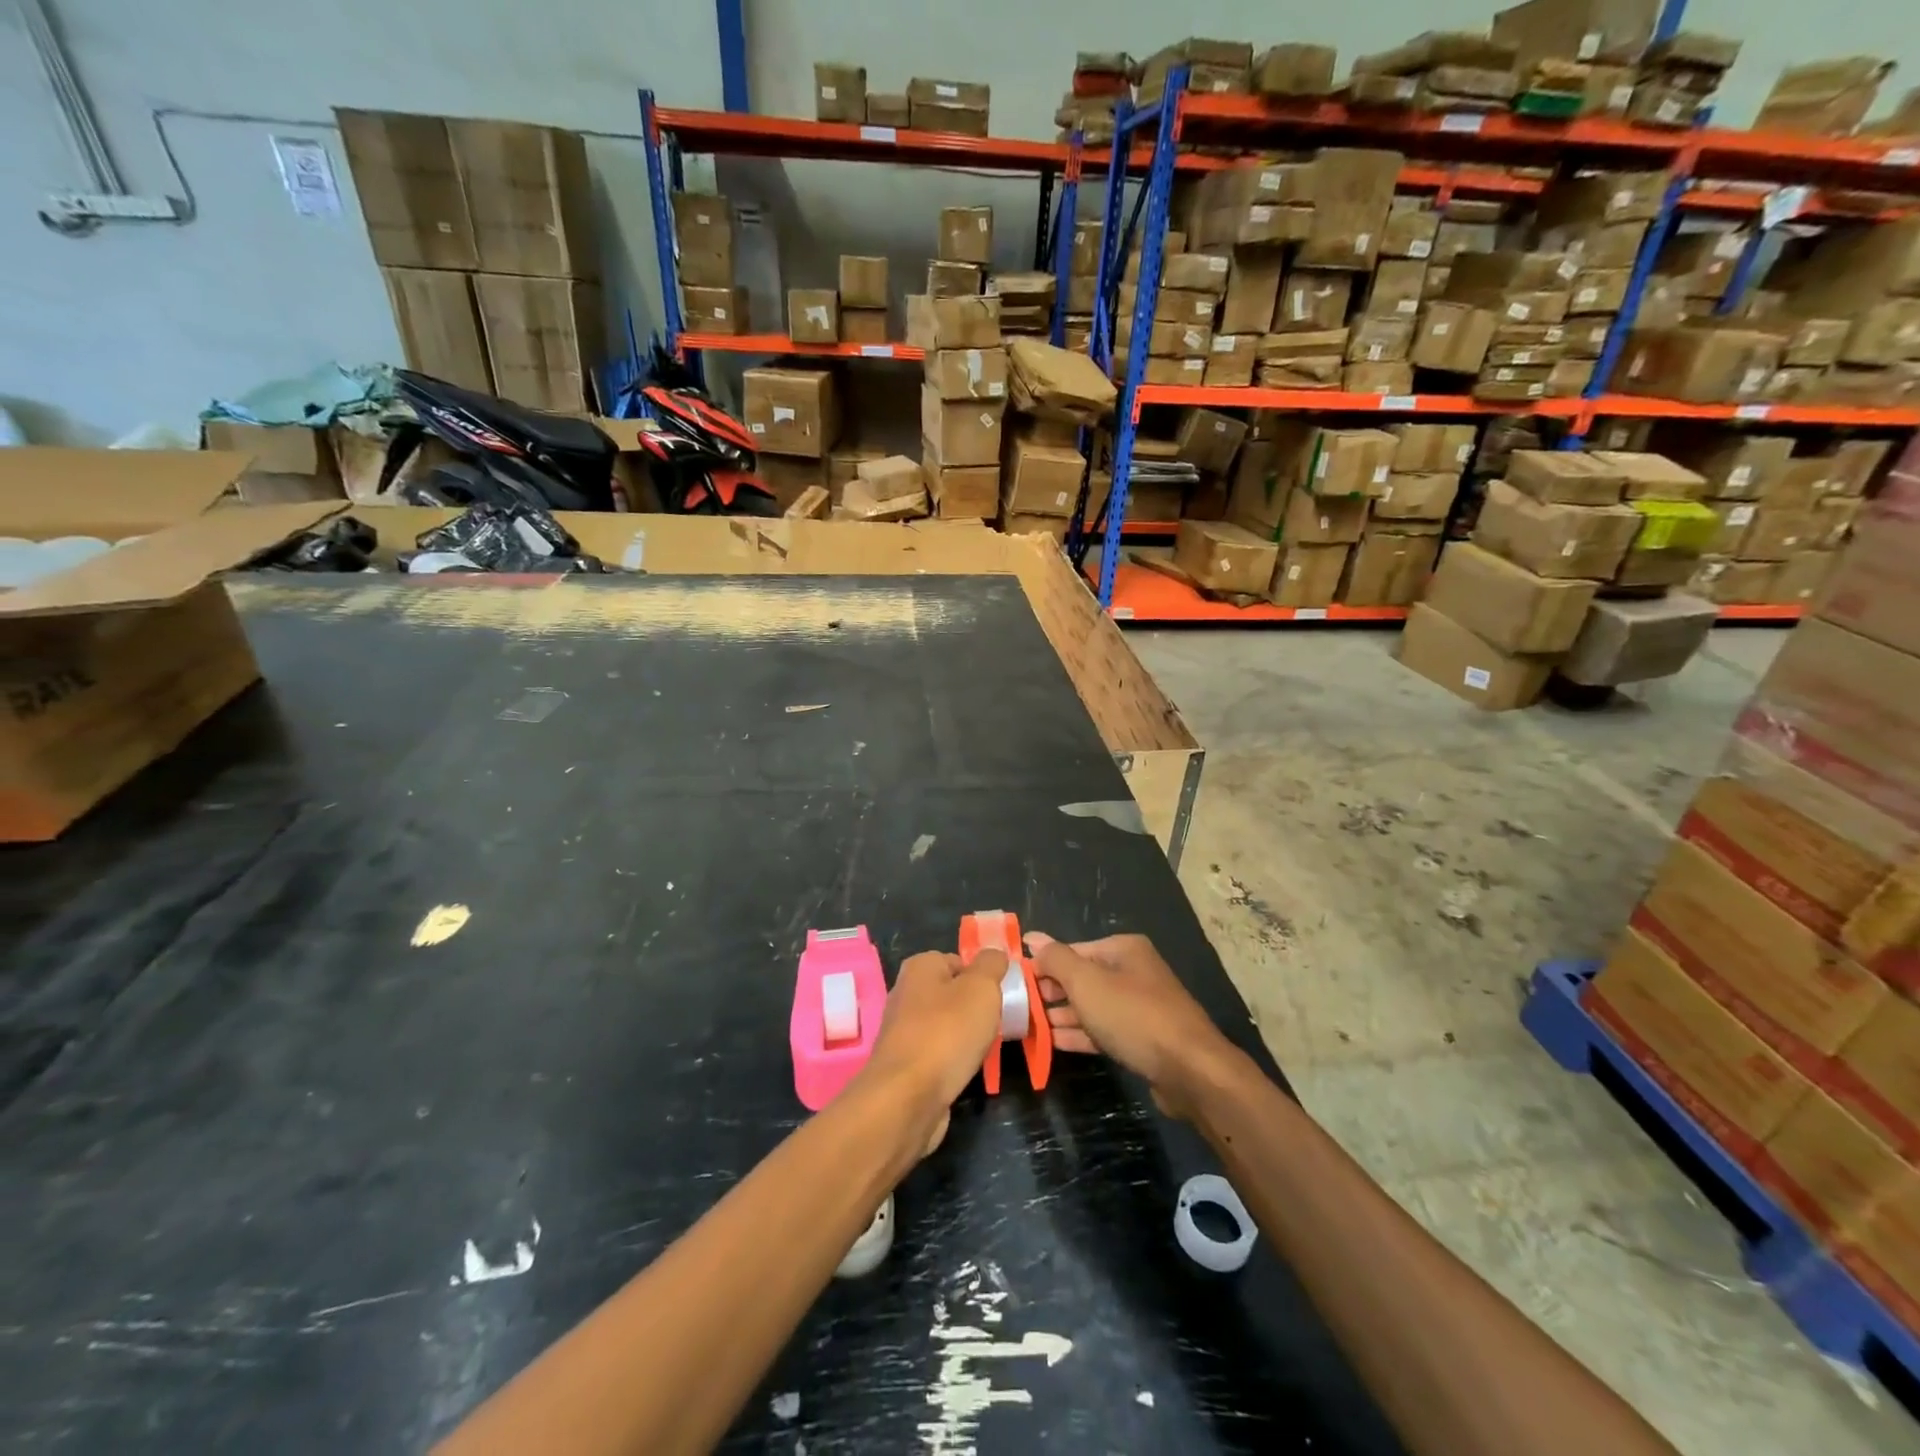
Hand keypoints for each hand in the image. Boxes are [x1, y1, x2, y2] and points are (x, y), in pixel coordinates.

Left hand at [857, 949, 1006, 1153]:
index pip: (959, 961)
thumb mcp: (981, 988)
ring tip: (984, 1049)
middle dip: (975, 1009)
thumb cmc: (947, 1032)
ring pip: (946, 1025)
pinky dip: (952, 1060)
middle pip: (952, 994)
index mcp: (920, 967)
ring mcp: (902, 1030)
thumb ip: (991, 965)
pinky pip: (938, 1053)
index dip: (982, 977)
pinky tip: (964, 1070)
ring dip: (965, 1036)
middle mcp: (906, 992)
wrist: (907, 1097)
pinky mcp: (904, 1063)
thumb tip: (994, 953)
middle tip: (997, 1024)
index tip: (1001, 996)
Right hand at [1025, 933, 1236, 1116]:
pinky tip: (1053, 1042)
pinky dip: (1079, 1034)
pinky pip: (1103, 1030)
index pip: (1073, 951)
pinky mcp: (1143, 1039)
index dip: (1044, 965)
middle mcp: (1134, 972)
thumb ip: (1056, 959)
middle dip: (1052, 991)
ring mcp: (1140, 1007)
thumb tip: (1032, 937)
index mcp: (1124, 949)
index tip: (1016, 982)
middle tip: (1020, 1006)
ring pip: (1092, 1006)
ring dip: (1062, 1015)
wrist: (1189, 1070)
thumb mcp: (1087, 982)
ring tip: (1029, 1026)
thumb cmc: (1133, 1016)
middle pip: (1083, 977)